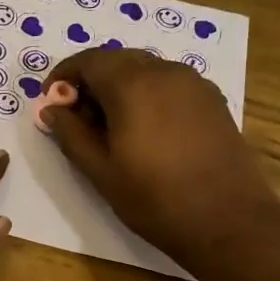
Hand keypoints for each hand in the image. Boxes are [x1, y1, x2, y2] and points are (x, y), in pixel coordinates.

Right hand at [41, 48, 279, 272]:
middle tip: (77, 118)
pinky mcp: (212, 100)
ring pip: (144, 69)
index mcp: (132, 85)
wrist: (228, 221)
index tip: (51, 104)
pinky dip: (146, 94)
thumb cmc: (154, 198)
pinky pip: (168, 83)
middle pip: (117, 60)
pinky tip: (143, 130)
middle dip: (91, 81)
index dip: (63, 77)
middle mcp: (165, 72)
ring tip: (109, 127)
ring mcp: (194, 83)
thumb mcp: (100, 170)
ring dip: (119, 87)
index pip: (88, 61)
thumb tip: (50, 109)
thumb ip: (70, 133)